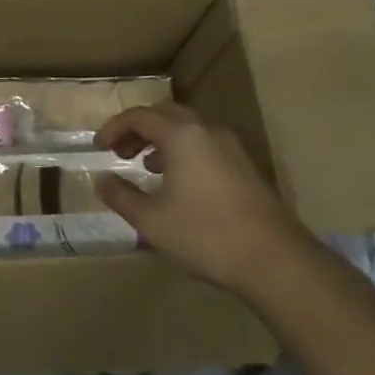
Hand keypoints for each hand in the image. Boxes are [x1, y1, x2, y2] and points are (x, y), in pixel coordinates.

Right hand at [92, 103, 314, 297]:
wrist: (276, 260)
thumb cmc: (206, 235)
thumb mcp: (151, 220)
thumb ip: (120, 196)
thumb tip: (101, 180)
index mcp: (181, 135)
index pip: (139, 116)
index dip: (114, 128)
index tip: (99, 147)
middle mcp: (206, 130)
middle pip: (164, 114)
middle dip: (138, 129)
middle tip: (120, 152)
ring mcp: (230, 147)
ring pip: (187, 128)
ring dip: (161, 139)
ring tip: (146, 167)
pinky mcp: (245, 166)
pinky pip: (204, 143)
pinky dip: (183, 151)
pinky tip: (179, 182)